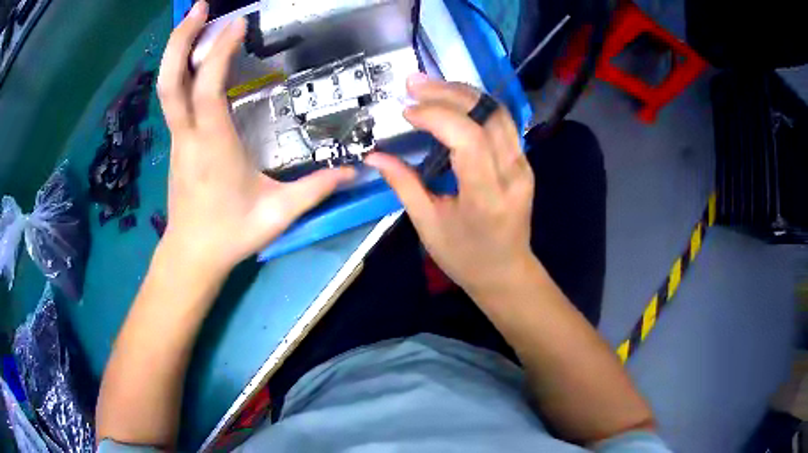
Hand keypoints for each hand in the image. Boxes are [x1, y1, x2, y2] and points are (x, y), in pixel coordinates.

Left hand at [156, 1, 353, 273]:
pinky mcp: (178, 141)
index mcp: (212, 147)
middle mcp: (189, 135)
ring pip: (168, 87)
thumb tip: (355, 171)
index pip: (208, 89)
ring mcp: (179, 137)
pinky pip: (175, 97)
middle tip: (199, 8)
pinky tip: (196, 54)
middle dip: (181, 40)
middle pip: (171, 81)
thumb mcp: (276, 215)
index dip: (220, 51)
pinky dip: (182, 68)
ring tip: (197, 19)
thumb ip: (315, 189)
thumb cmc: (230, 234)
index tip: (239, 23)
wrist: (191, 254)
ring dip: (178, 48)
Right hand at [365, 75, 534, 297]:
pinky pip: (501, 122)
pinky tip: (452, 100)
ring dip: (463, 93)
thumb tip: (374, 156)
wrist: (507, 272)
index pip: (468, 138)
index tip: (407, 112)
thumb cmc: (465, 257)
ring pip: (498, 112)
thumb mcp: (428, 225)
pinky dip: (475, 105)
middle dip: (448, 93)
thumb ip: (403, 184)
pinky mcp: (522, 161)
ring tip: (429, 86)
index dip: (437, 116)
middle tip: (413, 84)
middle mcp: (512, 174)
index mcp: (487, 196)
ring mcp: (522, 165)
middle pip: (487, 115)